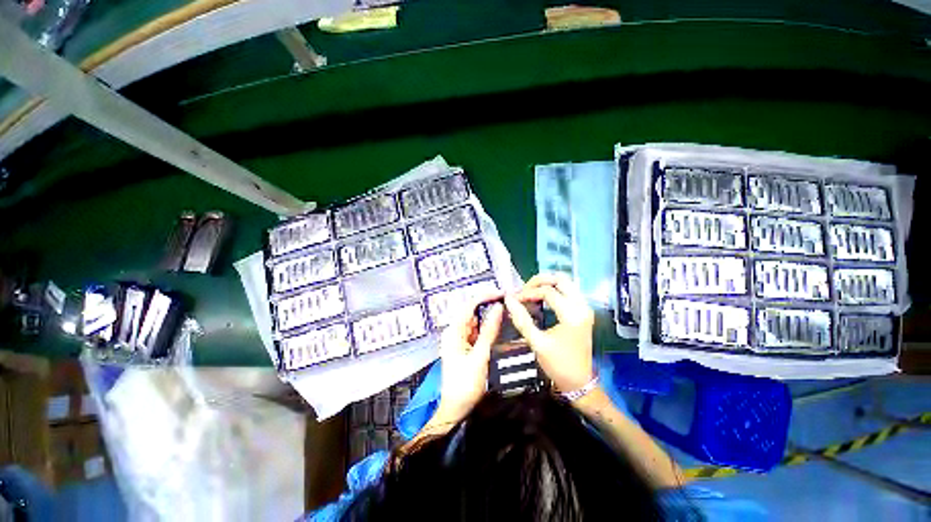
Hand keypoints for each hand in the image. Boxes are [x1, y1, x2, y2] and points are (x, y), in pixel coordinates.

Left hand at [434, 294, 503, 424]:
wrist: (455, 410)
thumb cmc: (465, 385)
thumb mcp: (479, 356)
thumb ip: (489, 331)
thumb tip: (499, 308)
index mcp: (454, 331)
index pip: (469, 305)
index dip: (485, 296)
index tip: (503, 294)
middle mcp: (455, 331)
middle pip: (472, 312)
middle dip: (489, 305)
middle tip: (509, 303)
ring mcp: (459, 339)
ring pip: (476, 322)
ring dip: (490, 317)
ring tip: (507, 312)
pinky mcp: (465, 347)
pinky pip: (477, 332)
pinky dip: (487, 329)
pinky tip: (499, 327)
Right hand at [504, 273, 594, 392]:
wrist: (579, 382)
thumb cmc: (558, 365)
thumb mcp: (537, 342)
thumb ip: (521, 319)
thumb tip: (508, 299)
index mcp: (572, 315)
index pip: (548, 292)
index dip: (528, 293)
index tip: (514, 299)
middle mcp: (582, 307)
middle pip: (561, 279)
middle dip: (539, 280)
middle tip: (523, 289)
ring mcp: (585, 308)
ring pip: (566, 282)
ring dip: (547, 283)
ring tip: (529, 292)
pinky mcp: (583, 311)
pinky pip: (568, 291)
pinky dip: (553, 289)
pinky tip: (540, 297)